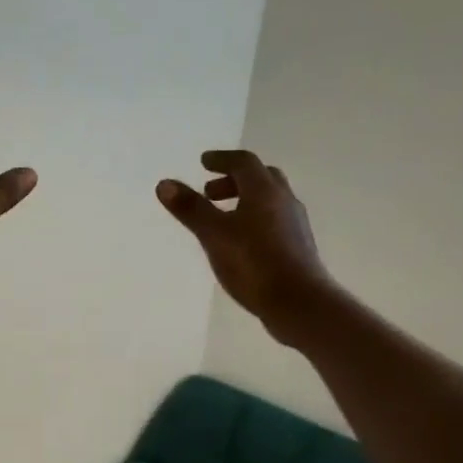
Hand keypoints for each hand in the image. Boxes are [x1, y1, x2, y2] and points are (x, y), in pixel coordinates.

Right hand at [157, 150, 333, 331]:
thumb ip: (190, 208)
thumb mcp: (214, 234)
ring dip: (244, 200)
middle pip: (261, 178)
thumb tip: (164, 183)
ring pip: (269, 200)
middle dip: (233, 179)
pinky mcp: (297, 247)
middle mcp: (284, 201)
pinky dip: (254, 219)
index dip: (222, 159)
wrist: (298, 303)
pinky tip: (240, 242)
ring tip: (221, 218)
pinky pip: (273, 221)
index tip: (203, 162)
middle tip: (209, 191)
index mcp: (264, 192)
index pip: (244, 162)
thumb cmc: (253, 264)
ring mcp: (294, 225)